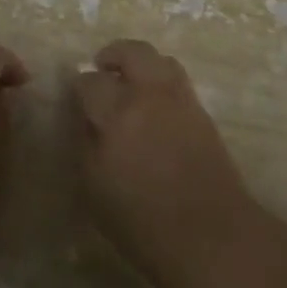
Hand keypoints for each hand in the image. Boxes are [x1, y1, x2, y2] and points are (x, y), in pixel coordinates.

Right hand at [72, 39, 256, 287]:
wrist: (211, 236)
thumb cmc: (143, 223)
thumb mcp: (95, 190)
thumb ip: (86, 145)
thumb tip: (85, 118)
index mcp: (117, 113)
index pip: (90, 81)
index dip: (79, 86)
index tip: (75, 97)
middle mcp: (149, 94)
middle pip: (131, 52)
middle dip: (112, 55)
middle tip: (101, 68)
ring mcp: (180, 99)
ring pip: (159, 59)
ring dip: (140, 62)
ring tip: (130, 81)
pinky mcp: (202, 111)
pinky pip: (177, 79)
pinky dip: (161, 78)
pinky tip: (154, 102)